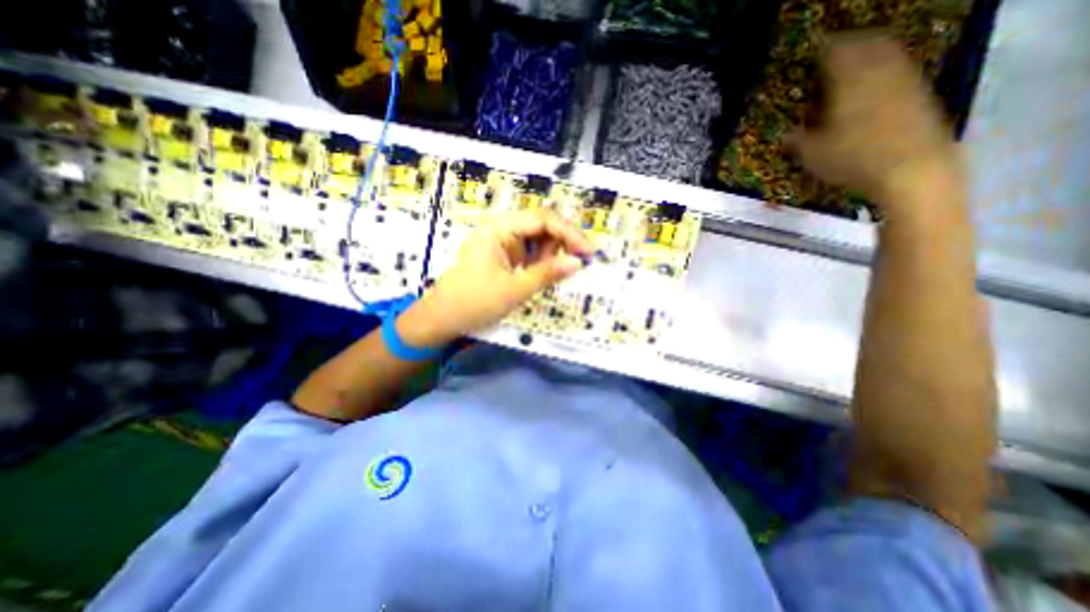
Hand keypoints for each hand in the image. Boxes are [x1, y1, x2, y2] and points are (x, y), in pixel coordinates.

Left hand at [400, 209, 592, 343]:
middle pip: (541, 224)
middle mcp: (501, 228)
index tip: (588, 252)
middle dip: (562, 242)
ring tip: (553, 273)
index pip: (542, 219)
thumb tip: (578, 262)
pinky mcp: (503, 254)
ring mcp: (501, 241)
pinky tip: (543, 273)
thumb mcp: (515, 289)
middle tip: (577, 263)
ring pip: (537, 237)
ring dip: (551, 252)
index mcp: (499, 229)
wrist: (443, 318)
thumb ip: (548, 273)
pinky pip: (529, 250)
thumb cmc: (474, 302)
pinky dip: (541, 261)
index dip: (569, 233)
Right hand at [784, 31, 960, 212]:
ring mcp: (903, 77)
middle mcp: (879, 70)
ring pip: (886, 50)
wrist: (911, 167)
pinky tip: (871, 82)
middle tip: (829, 53)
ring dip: (867, 51)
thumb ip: (796, 140)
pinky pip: (898, 65)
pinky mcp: (918, 90)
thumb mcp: (812, 155)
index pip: (834, 51)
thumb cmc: (853, 159)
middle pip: (865, 42)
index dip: (821, 47)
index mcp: (849, 80)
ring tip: (850, 64)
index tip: (809, 51)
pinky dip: (882, 66)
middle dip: (847, 43)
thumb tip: (784, 135)